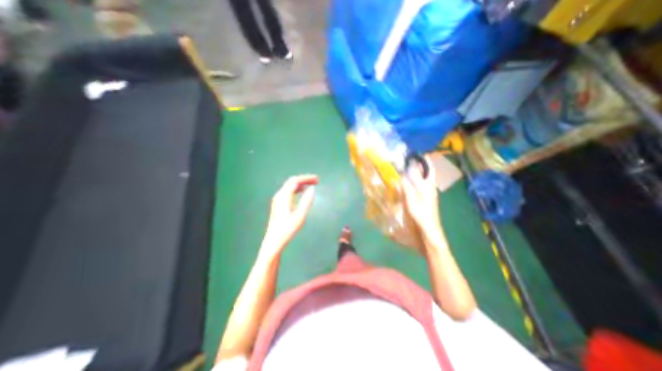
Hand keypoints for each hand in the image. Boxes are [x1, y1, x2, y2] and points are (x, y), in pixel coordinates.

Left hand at [260, 174, 318, 258]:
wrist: (274, 241)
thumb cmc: (288, 229)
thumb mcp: (300, 215)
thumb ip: (306, 201)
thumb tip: (312, 188)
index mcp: (284, 196)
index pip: (295, 181)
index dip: (306, 178)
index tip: (317, 179)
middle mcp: (280, 195)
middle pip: (292, 181)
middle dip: (304, 179)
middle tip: (316, 181)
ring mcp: (278, 199)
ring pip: (290, 186)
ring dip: (301, 184)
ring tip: (312, 185)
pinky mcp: (279, 204)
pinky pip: (289, 191)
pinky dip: (297, 189)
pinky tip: (303, 193)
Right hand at [401, 156, 441, 241]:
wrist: (429, 232)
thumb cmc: (422, 216)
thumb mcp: (412, 200)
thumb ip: (406, 186)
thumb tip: (399, 175)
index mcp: (429, 186)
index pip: (429, 168)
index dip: (425, 159)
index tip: (415, 152)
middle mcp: (429, 188)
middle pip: (424, 173)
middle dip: (416, 165)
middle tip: (404, 160)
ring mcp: (426, 195)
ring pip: (420, 180)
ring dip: (413, 174)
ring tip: (401, 170)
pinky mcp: (422, 201)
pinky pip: (416, 188)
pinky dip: (410, 183)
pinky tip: (403, 185)